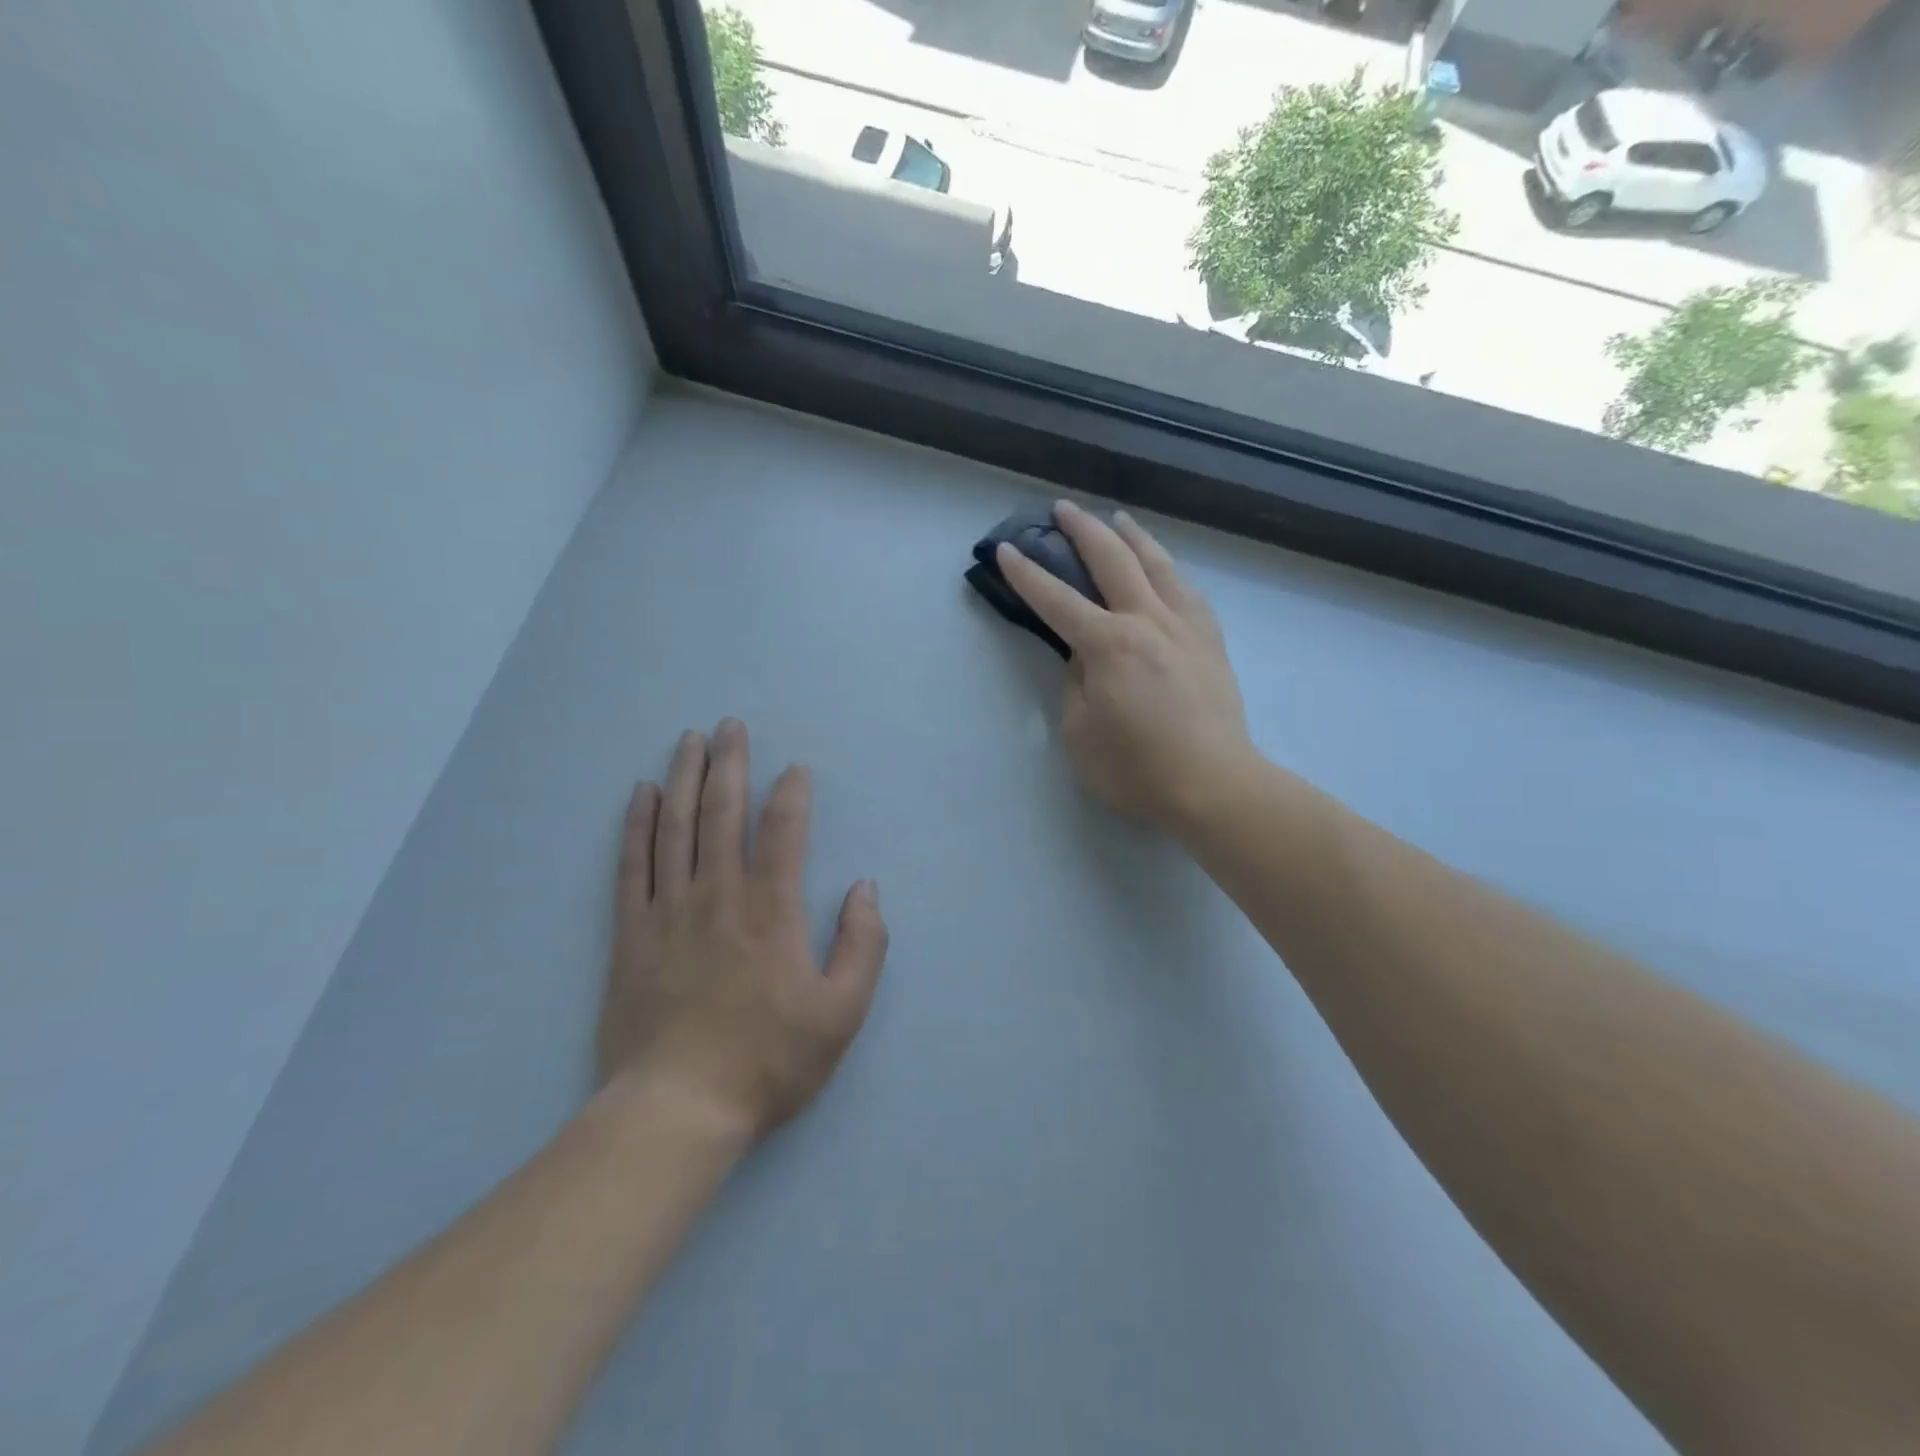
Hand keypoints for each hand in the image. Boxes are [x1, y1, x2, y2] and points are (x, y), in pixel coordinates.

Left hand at [599, 721, 888, 1139]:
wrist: (678, 1110)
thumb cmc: (768, 1061)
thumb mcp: (842, 1012)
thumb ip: (863, 944)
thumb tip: (865, 888)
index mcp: (772, 911)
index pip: (783, 831)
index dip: (791, 793)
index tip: (795, 768)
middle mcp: (718, 895)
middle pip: (723, 813)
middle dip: (730, 763)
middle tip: (730, 724)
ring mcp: (668, 911)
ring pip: (676, 827)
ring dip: (685, 778)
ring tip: (689, 740)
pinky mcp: (631, 933)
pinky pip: (633, 865)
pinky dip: (638, 824)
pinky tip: (643, 795)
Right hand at [996, 501, 1254, 837]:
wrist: (1214, 784)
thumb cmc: (1136, 770)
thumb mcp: (1079, 734)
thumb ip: (1075, 686)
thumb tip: (1084, 658)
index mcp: (1108, 645)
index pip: (1056, 600)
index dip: (1027, 574)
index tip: (1006, 550)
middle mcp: (1146, 621)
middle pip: (1111, 560)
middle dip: (1081, 530)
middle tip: (1061, 509)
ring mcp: (1185, 626)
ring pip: (1157, 563)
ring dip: (1131, 536)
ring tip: (1116, 519)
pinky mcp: (1210, 640)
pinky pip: (1186, 589)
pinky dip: (1167, 569)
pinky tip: (1163, 568)